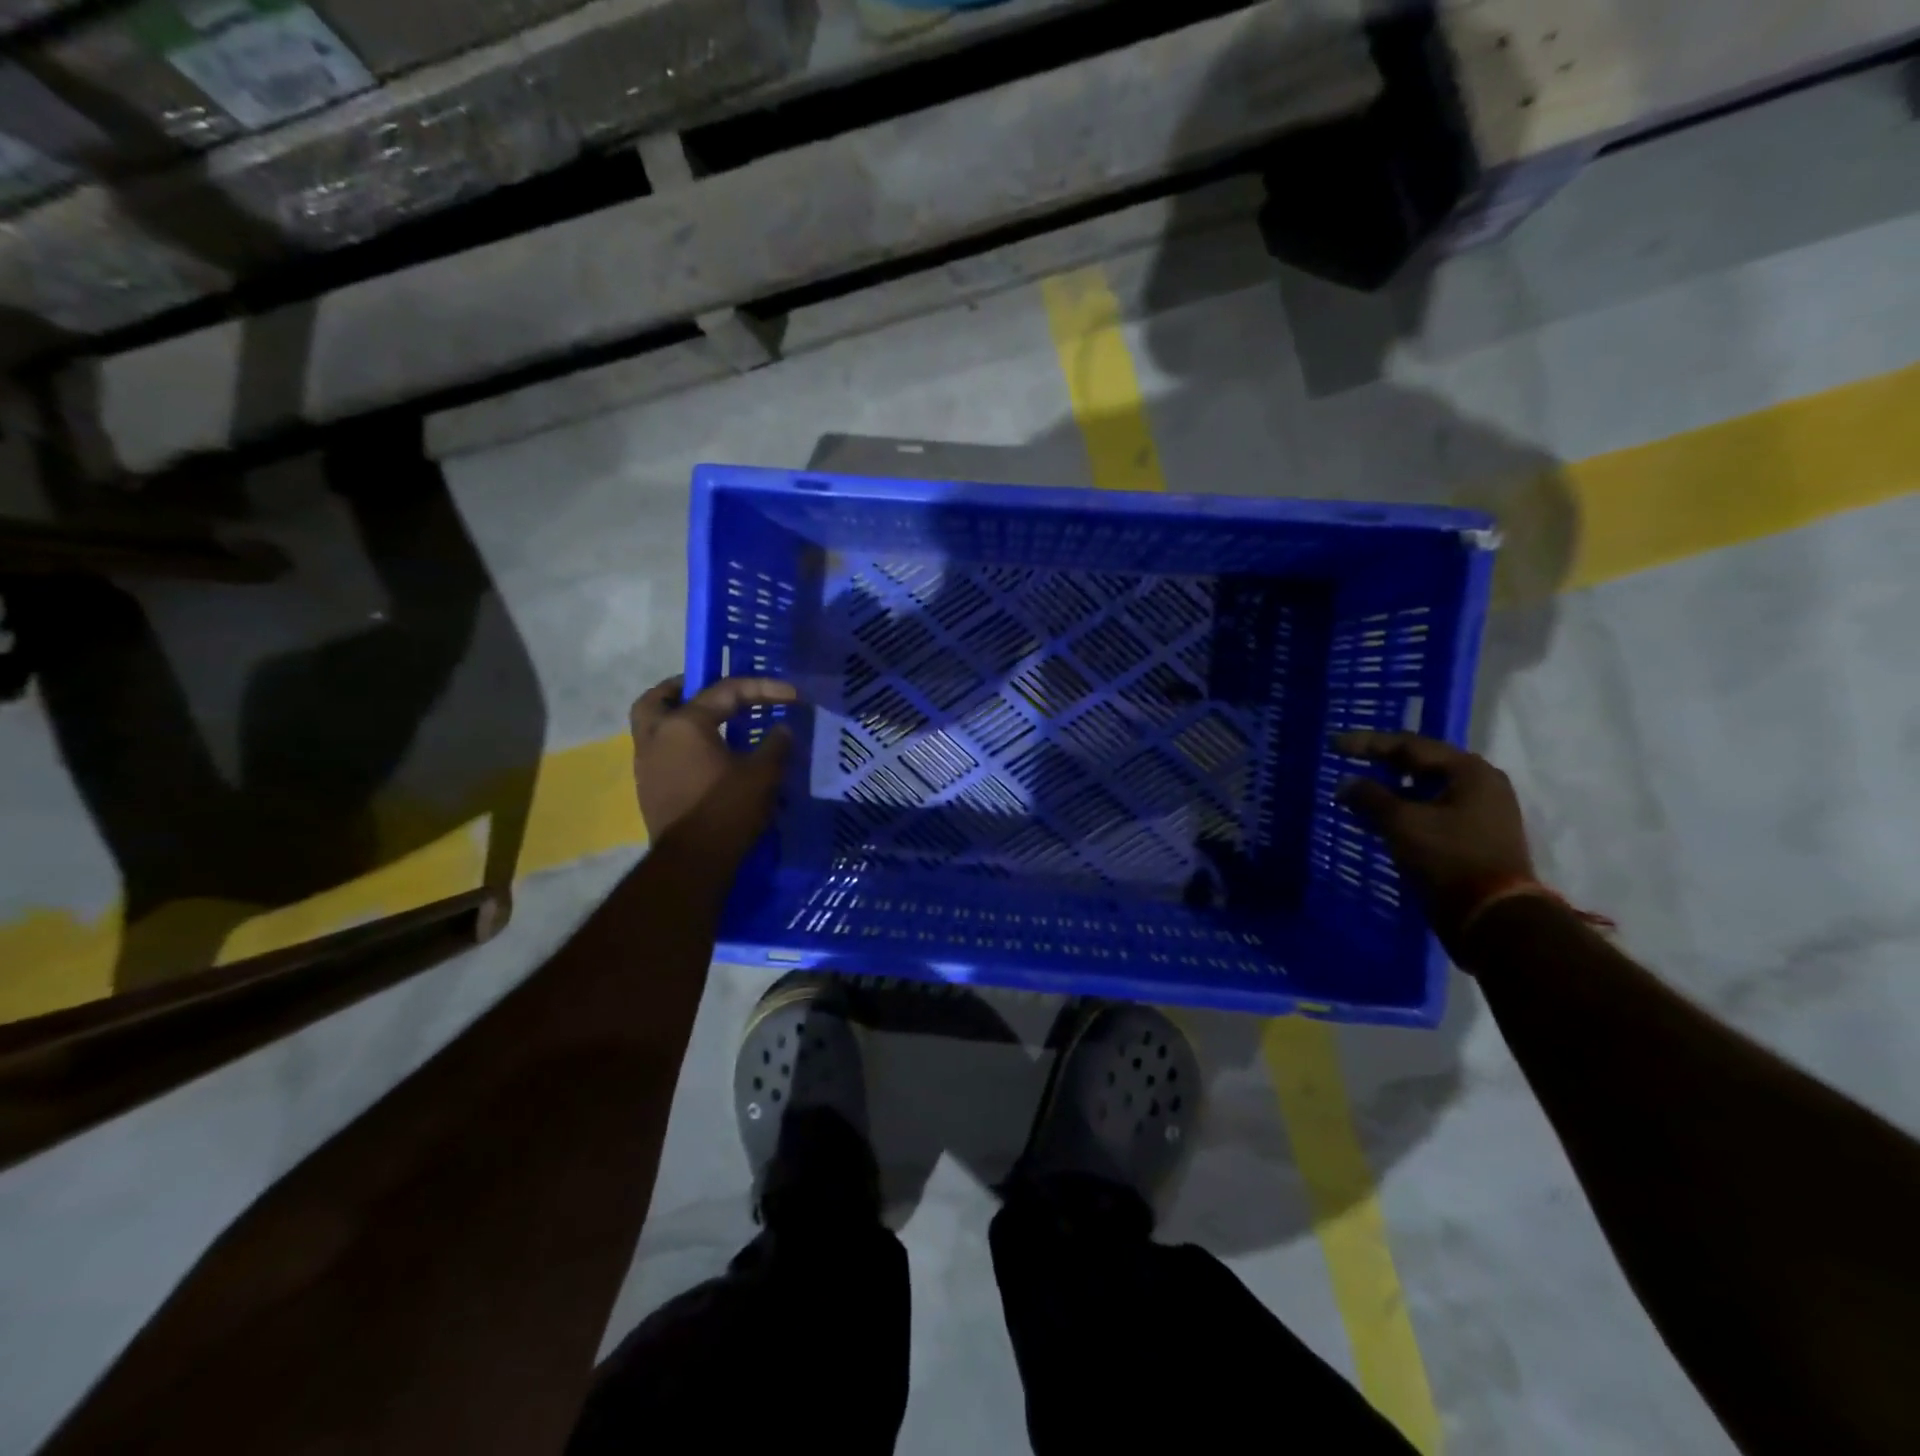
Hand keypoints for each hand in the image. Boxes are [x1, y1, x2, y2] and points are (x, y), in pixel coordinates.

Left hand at [630, 675, 796, 856]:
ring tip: (710, 726)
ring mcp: (646, 765)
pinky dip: (678, 745)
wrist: (692, 863)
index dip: (764, 688)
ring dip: (676, 719)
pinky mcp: (649, 790)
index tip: (793, 695)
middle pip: (658, 699)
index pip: (725, 691)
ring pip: (652, 727)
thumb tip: (782, 729)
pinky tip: (705, 758)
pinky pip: (659, 753)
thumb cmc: (727, 810)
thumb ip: (775, 745)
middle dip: (680, 689)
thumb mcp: (763, 774)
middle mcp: (656, 737)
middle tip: (707, 691)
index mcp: (685, 724)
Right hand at [1334, 731, 1534, 941]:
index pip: (1410, 745)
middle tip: (1350, 761)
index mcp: (1470, 771)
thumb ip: (1369, 797)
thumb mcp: (1401, 823)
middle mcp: (1482, 784)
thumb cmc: (1448, 858)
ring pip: (1428, 790)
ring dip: (1393, 789)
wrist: (1492, 916)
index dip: (1368, 743)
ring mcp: (1483, 812)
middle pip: (1423, 764)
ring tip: (1360, 792)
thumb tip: (1346, 784)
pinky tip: (1381, 818)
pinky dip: (1406, 809)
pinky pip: (1434, 811)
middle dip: (1383, 763)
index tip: (1334, 745)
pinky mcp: (1477, 837)